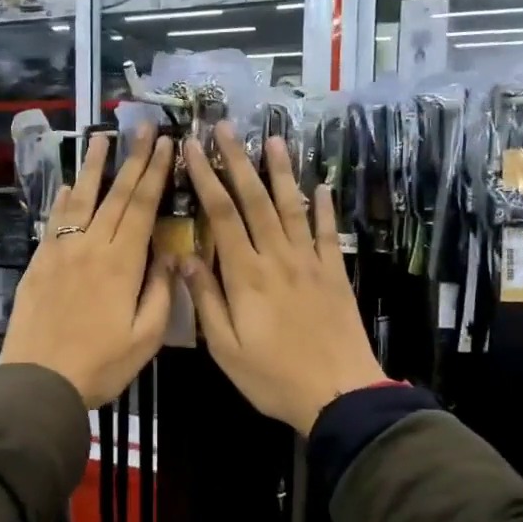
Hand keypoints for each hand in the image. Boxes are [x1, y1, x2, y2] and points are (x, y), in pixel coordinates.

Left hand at [0, 125, 174, 408]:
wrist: (38, 381)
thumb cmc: (100, 365)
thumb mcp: (145, 338)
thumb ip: (160, 292)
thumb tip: (167, 255)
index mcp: (122, 263)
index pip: (142, 207)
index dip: (154, 173)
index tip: (164, 144)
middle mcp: (91, 247)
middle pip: (115, 195)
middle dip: (131, 158)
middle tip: (141, 127)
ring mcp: (61, 252)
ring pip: (81, 200)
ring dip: (93, 167)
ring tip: (100, 137)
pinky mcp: (39, 263)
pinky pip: (55, 222)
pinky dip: (64, 200)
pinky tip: (69, 185)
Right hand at [179, 125, 386, 433]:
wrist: (338, 394)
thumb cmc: (273, 376)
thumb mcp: (225, 347)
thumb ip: (205, 299)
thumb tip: (183, 257)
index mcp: (246, 275)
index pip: (222, 215)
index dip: (207, 178)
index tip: (194, 149)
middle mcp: (278, 258)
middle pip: (255, 200)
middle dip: (239, 160)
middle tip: (227, 127)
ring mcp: (310, 263)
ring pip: (292, 208)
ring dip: (281, 172)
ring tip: (275, 138)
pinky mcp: (335, 274)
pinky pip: (328, 233)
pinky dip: (324, 208)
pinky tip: (321, 187)